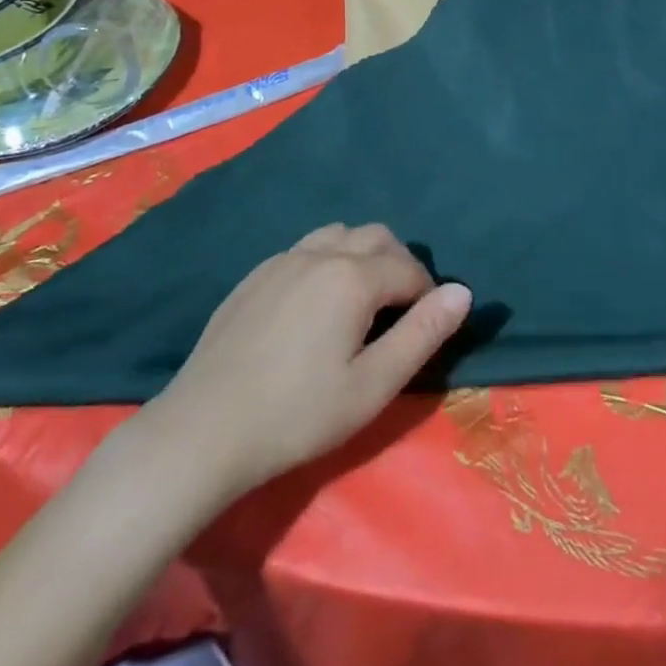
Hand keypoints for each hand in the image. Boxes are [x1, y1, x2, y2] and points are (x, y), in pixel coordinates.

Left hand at [138, 223, 471, 503]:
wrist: (203, 430)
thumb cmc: (297, 415)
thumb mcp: (372, 386)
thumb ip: (422, 334)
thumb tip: (462, 292)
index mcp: (352, 277)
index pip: (408, 269)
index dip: (426, 294)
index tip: (425, 326)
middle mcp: (320, 254)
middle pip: (376, 237)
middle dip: (399, 264)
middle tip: (399, 310)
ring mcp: (282, 260)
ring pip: (338, 235)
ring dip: (361, 255)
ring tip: (360, 301)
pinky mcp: (255, 275)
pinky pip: (304, 250)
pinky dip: (326, 261)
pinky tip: (313, 306)